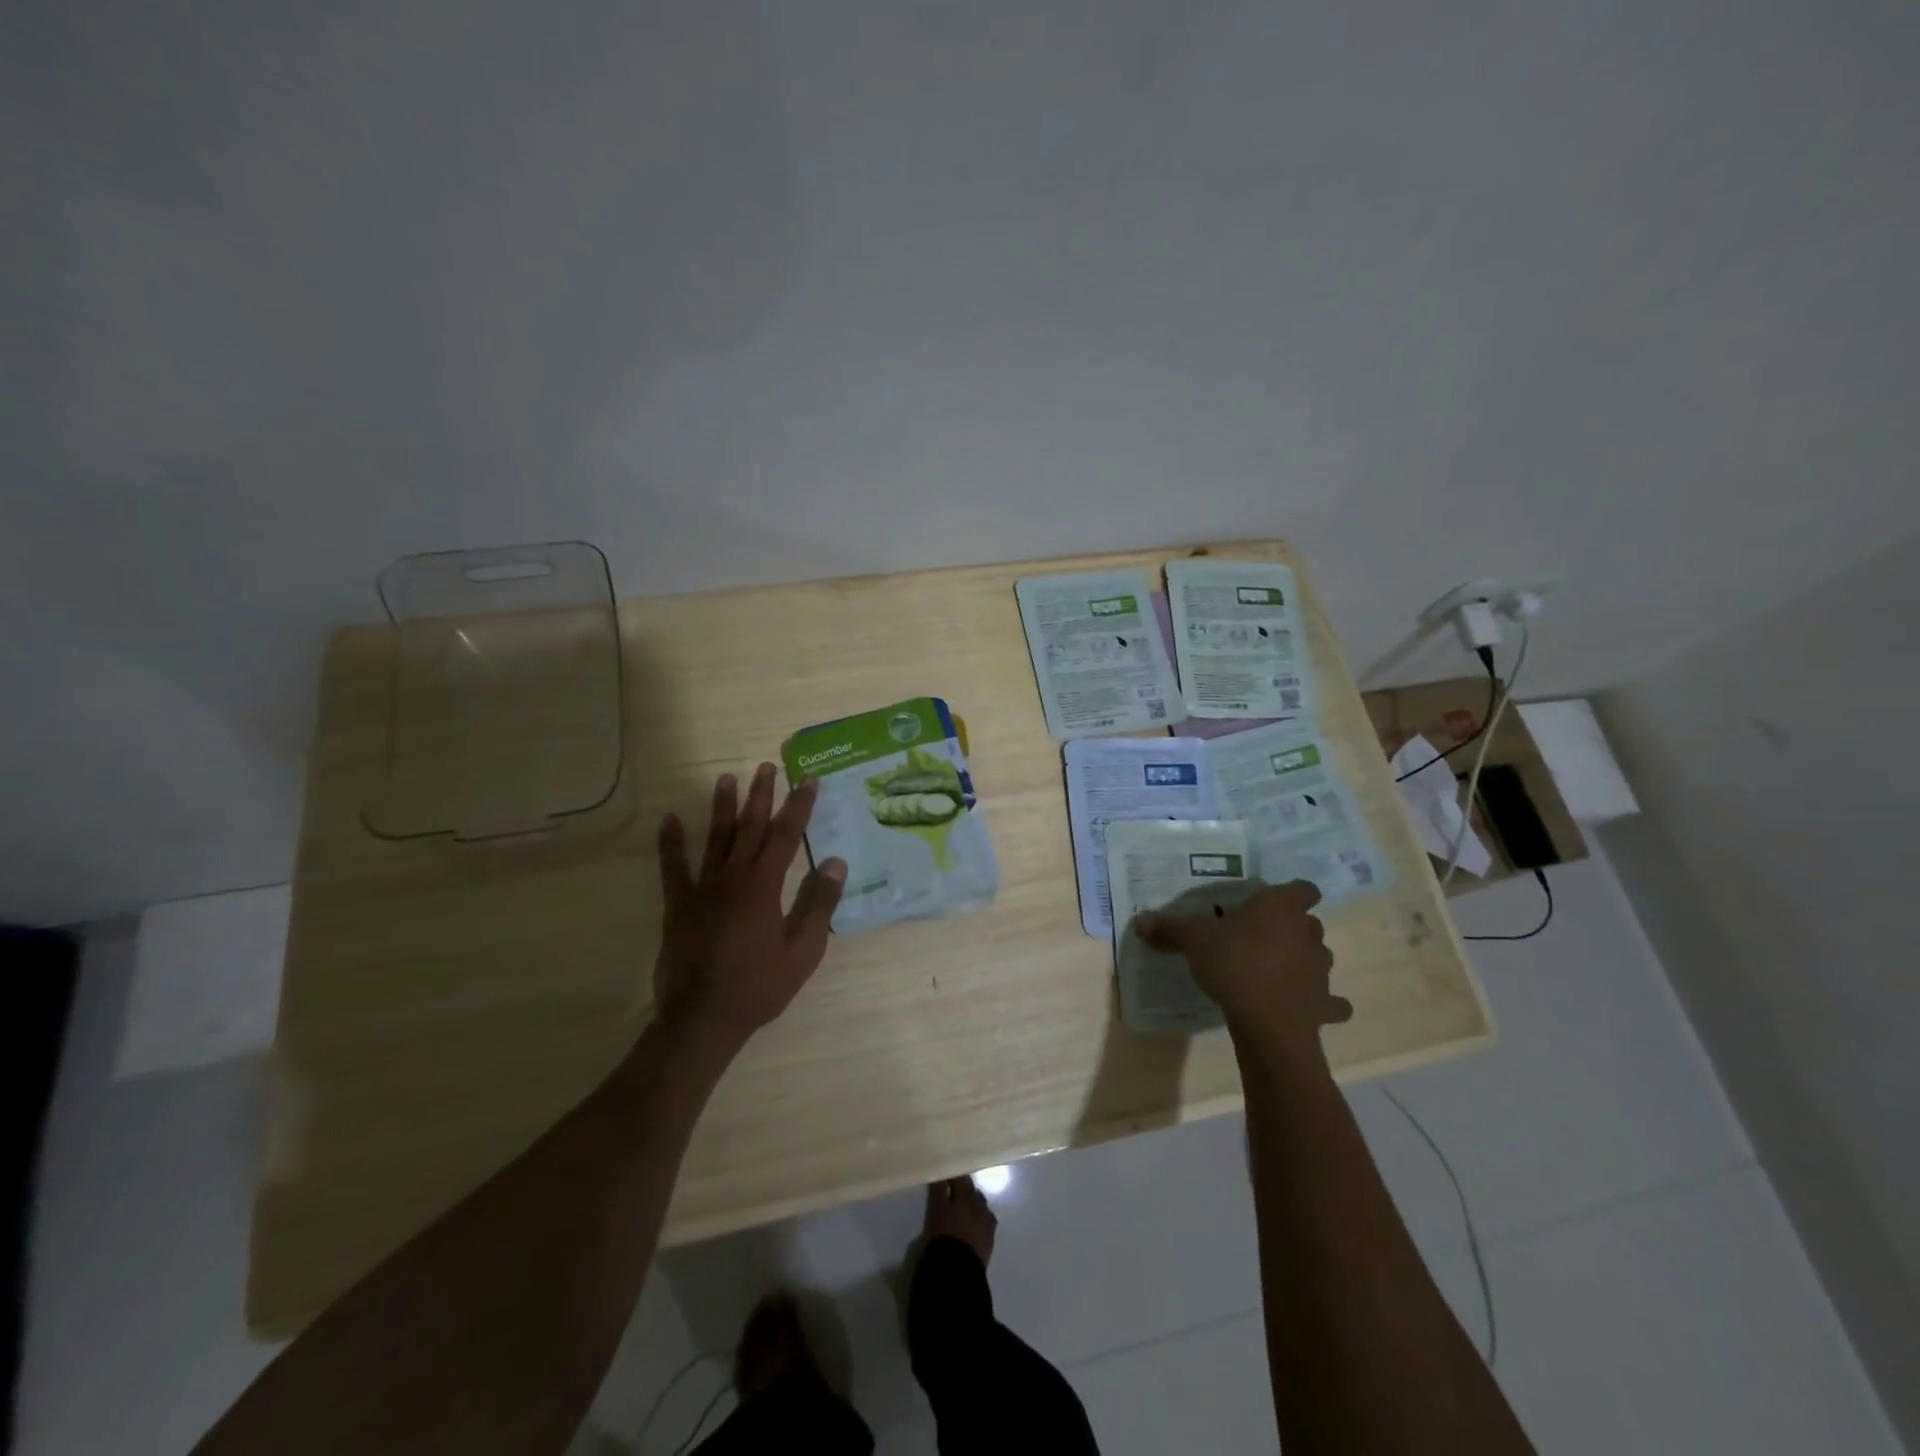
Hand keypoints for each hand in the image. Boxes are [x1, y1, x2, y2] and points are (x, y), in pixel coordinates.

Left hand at [653, 764, 846, 1044]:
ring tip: (727, 777)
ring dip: (722, 807)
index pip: (787, 836)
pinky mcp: (678, 905)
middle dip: (761, 795)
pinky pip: (673, 868)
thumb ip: (819, 904)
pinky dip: (670, 843)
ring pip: (715, 839)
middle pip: (750, 828)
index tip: (809, 780)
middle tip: (766, 766)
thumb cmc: (759, 987)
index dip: (799, 806)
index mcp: (765, 887)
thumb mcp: (803, 951)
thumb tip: (835, 862)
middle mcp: (733, 878)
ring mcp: (702, 889)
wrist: (702, 1019)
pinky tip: (668, 819)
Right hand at [1135, 881, 1349, 1061]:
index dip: (1291, 893)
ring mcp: (1321, 970)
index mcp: (1281, 908)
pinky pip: (1330, 1002)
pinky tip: (1304, 1007)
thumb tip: (1140, 922)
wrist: (1267, 1022)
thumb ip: (1170, 928)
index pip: (1303, 888)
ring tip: (1275, 972)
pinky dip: (1321, 1003)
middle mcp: (1308, 933)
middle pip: (1308, 924)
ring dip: (1303, 962)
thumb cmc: (1234, 964)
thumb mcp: (1193, 940)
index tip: (1271, 902)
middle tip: (1260, 938)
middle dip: (1291, 929)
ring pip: (1319, 958)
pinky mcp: (1325, 1005)